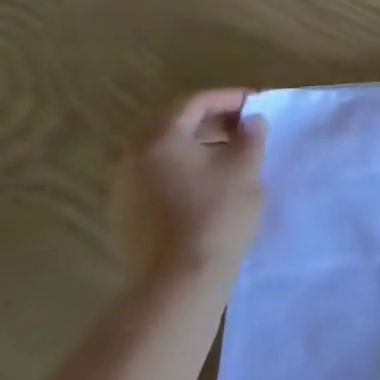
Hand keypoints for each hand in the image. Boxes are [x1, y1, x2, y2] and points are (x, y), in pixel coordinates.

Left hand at [111, 89, 267, 287]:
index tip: (256, 103)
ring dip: (198, 148)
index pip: (194, 102)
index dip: (228, 98)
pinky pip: (157, 178)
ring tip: (231, 157)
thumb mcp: (245, 167)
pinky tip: (209, 185)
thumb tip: (251, 122)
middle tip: (245, 128)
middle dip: (213, 122)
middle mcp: (132, 157)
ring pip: (165, 154)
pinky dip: (184, 172)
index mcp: (158, 137)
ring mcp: (123, 189)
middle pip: (175, 126)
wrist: (179, 282)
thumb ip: (250, 136)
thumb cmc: (216, 213)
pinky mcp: (125, 216)